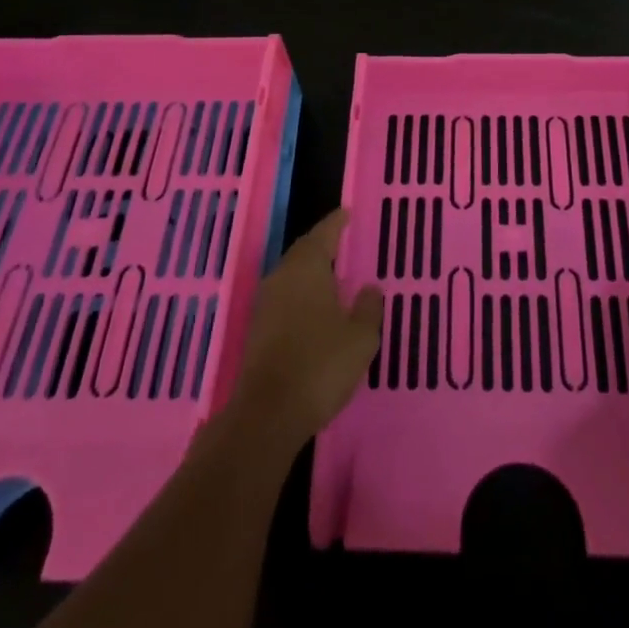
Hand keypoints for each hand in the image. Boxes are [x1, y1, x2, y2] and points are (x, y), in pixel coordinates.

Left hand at [231, 207, 382, 443]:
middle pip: (303, 252)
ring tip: (332, 274)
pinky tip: (314, 309)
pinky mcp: (257, 330)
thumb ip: (368, 308)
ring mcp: (265, 304)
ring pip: (291, 276)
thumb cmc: (320, 365)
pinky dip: (301, 295)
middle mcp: (282, 277)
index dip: (337, 223)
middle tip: (341, 241)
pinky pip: (284, 298)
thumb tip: (370, 288)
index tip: (347, 213)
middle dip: (322, 245)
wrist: (268, 414)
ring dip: (310, 271)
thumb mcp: (359, 338)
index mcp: (307, 268)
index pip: (323, 234)